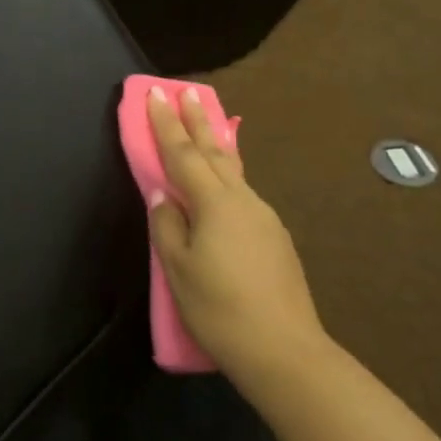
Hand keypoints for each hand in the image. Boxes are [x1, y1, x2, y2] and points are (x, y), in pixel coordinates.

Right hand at [146, 87, 330, 395]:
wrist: (284, 350)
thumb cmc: (219, 308)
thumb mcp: (178, 268)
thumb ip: (167, 224)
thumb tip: (163, 196)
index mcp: (214, 203)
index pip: (182, 153)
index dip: (165, 124)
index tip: (156, 94)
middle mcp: (242, 200)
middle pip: (214, 151)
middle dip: (197, 120)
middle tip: (187, 91)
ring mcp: (264, 217)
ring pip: (233, 171)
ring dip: (215, 144)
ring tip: (207, 127)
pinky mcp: (275, 238)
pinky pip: (243, 193)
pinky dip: (228, 176)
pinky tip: (224, 186)